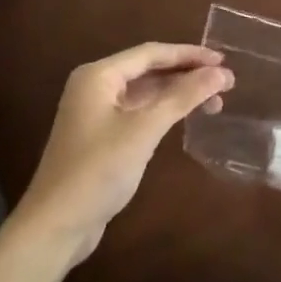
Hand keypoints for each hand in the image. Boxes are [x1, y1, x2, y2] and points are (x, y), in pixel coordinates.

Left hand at [17, 43, 233, 264]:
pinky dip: (165, 111)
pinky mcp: (101, 136)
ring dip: (179, 94)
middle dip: (187, 75)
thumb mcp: (144, 130)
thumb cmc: (98, 170)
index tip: (223, 60)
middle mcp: (96, 86)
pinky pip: (140, 111)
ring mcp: (97, 112)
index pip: (152, 53)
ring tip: (215, 102)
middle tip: (225, 82)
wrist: (55, 228)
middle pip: (150, 70)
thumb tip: (221, 73)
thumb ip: (183, 97)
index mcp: (99, 75)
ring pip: (147, 92)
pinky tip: (187, 117)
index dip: (190, 54)